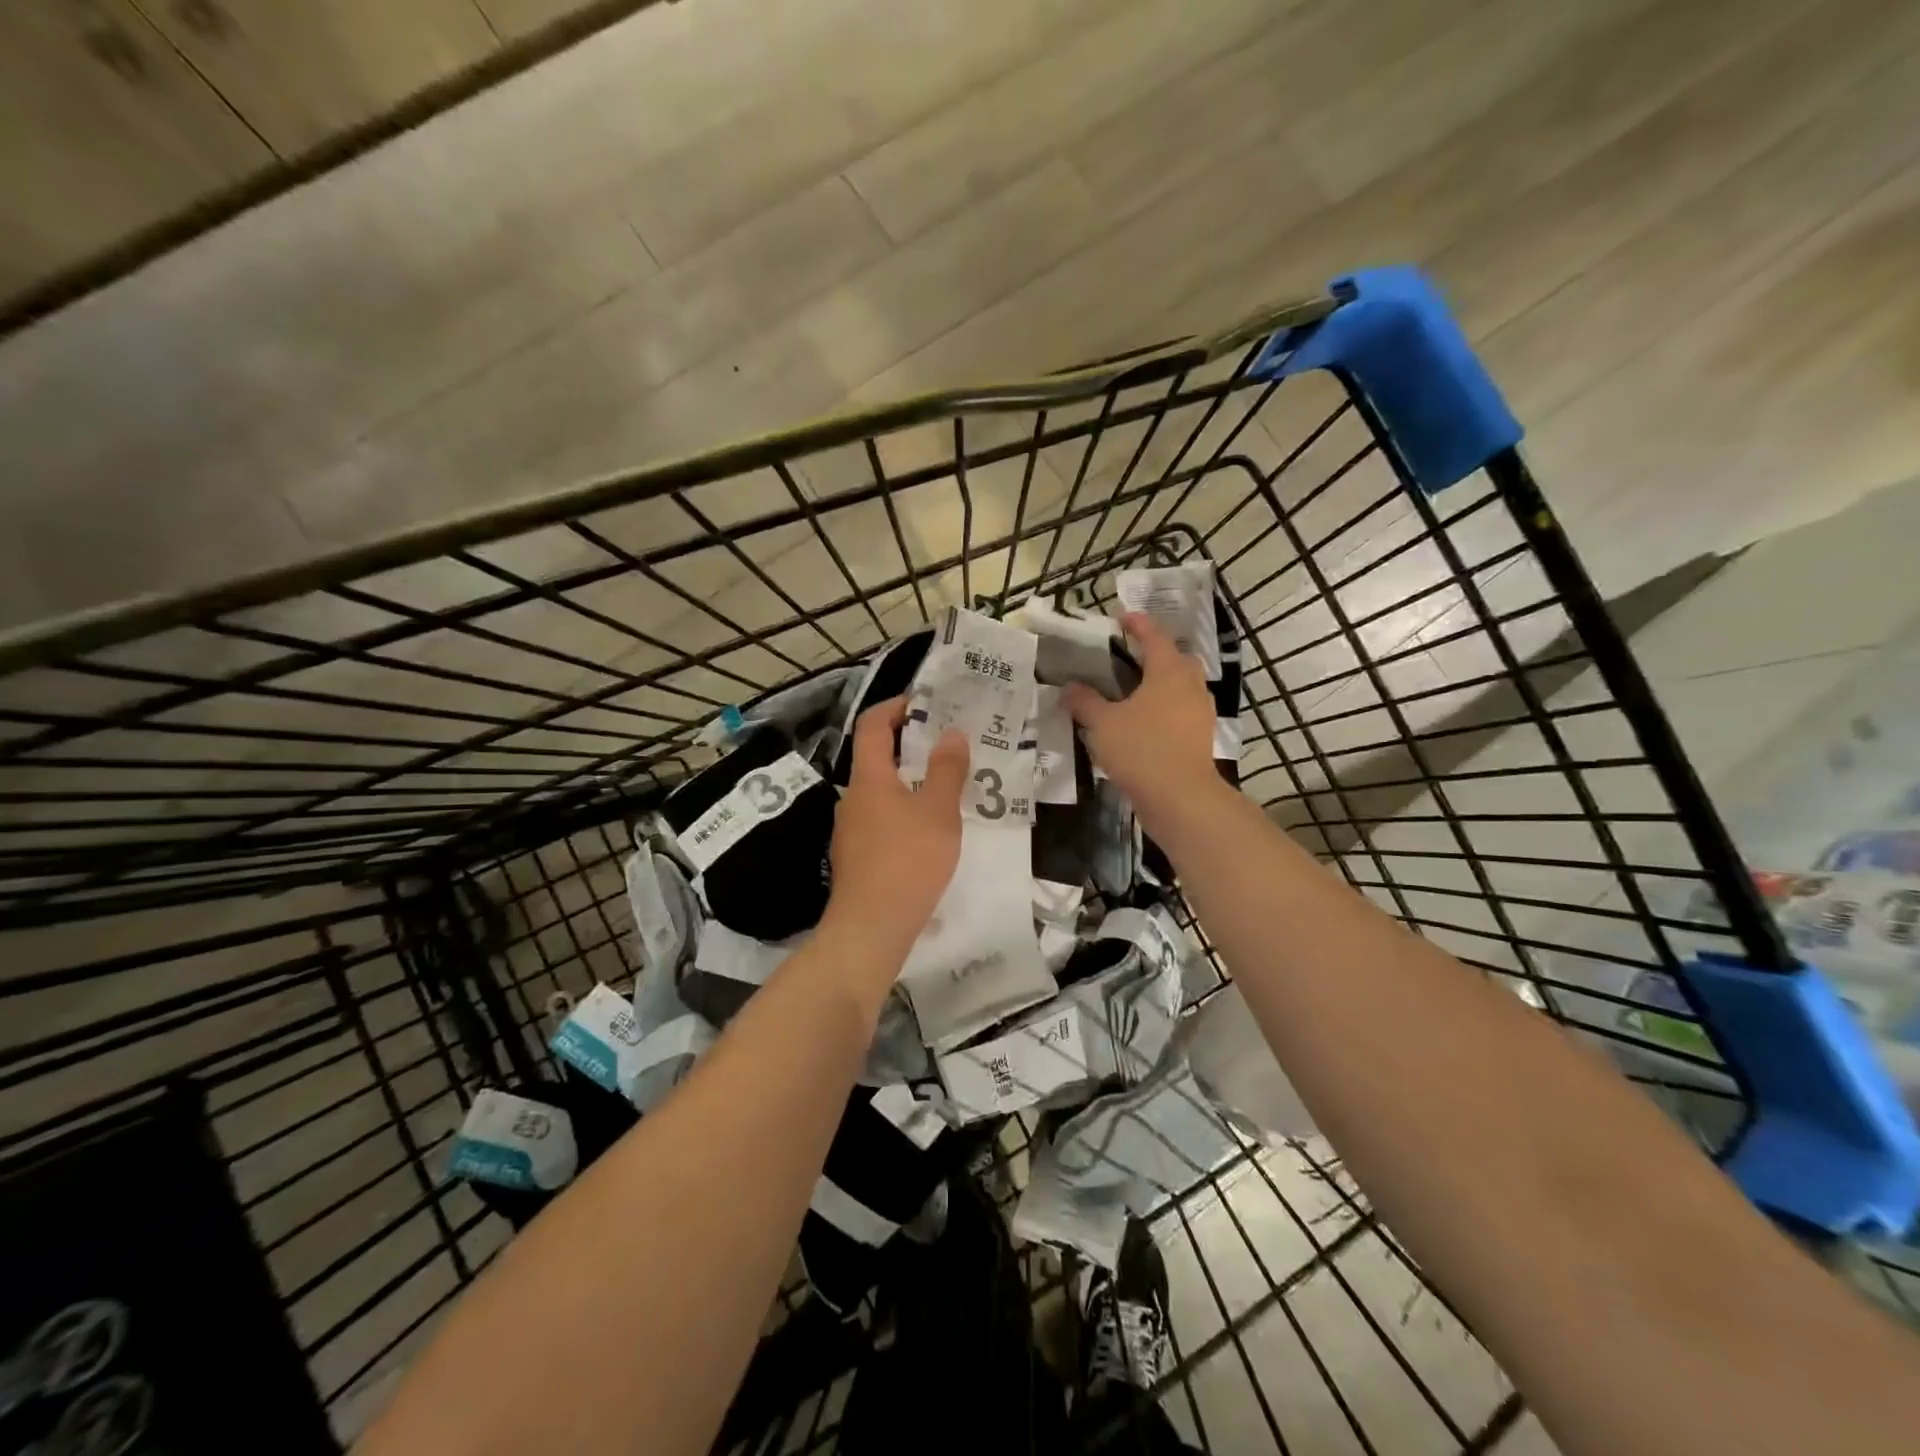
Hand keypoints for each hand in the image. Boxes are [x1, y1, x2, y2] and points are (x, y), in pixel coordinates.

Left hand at [822, 697, 967, 966]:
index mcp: (869, 778)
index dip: (897, 706)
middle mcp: (853, 797)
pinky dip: (905, 813)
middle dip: (912, 746)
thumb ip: (947, 770)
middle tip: (950, 746)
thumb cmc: (907, 860)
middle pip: (878, 757)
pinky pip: (882, 820)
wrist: (871, 928)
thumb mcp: (938, 811)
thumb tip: (950, 733)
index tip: (928, 704)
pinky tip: (930, 833)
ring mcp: (851, 830)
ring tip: (947, 789)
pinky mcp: (857, 857)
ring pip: (882, 792)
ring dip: (911, 783)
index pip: (873, 724)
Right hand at [1064, 612, 1219, 821]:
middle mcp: (1190, 685)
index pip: (1154, 637)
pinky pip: (1182, 711)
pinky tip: (1145, 721)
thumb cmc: (1141, 749)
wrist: (1180, 798)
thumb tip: (1069, 687)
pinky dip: (1165, 708)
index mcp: (1169, 671)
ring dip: (1161, 682)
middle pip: (1176, 659)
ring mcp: (1200, 712)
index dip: (1137, 624)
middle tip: (1130, 655)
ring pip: (1181, 686)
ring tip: (1134, 689)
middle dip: (1155, 653)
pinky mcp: (1200, 737)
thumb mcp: (1103, 724)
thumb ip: (1085, 702)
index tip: (1121, 617)